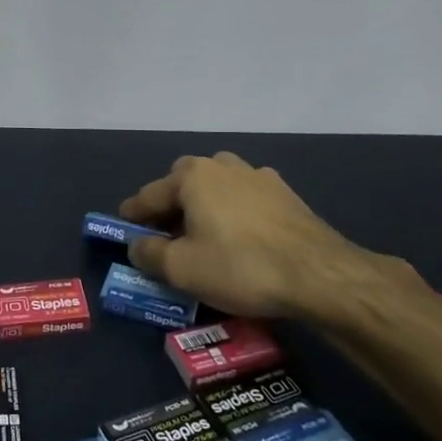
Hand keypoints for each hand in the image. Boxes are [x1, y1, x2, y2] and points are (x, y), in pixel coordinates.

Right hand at [120, 152, 424, 329]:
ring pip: (218, 187)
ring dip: (204, 206)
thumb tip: (137, 245)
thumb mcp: (182, 268)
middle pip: (184, 182)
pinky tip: (240, 237)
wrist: (319, 275)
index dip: (133, 214)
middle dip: (171, 204)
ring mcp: (259, 177)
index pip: (150, 194)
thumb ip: (149, 253)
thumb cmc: (240, 266)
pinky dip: (234, 213)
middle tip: (165, 233)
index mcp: (193, 175)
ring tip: (203, 234)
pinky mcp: (286, 195)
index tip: (122, 227)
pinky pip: (245, 199)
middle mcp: (223, 165)